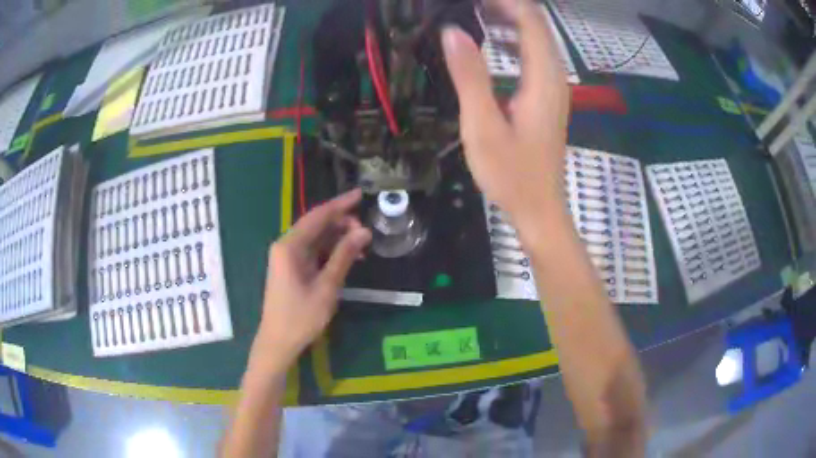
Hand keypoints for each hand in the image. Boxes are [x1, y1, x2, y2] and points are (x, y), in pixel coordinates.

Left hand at [256, 189, 371, 364]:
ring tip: (362, 244)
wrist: (278, 342)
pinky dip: (330, 251)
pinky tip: (347, 257)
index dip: (340, 204)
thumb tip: (364, 231)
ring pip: (315, 238)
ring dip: (337, 238)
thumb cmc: (301, 317)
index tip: (360, 195)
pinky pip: (312, 252)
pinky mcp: (290, 269)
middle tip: (366, 230)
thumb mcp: (327, 287)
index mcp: (289, 246)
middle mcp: (285, 246)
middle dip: (341, 223)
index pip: (317, 216)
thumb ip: (344, 256)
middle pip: (315, 225)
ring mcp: (287, 257)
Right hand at [442, 0, 569, 232]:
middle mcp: (555, 77)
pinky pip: (535, 57)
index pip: (531, 21)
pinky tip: (494, 42)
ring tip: (476, 13)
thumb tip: (452, 32)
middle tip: (469, 5)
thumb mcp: (483, 126)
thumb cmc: (511, 175)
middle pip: (537, 26)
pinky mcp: (547, 98)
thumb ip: (469, 76)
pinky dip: (514, 42)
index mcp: (543, 79)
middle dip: (506, 7)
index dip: (505, 2)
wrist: (539, 209)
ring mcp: (554, 88)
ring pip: (538, 40)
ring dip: (510, 22)